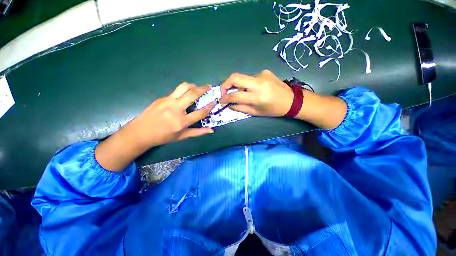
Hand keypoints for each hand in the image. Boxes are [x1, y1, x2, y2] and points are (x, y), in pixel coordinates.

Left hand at [127, 83, 215, 147]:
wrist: (140, 132)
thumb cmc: (163, 137)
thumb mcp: (182, 136)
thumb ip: (198, 132)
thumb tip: (211, 130)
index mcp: (181, 122)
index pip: (200, 112)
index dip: (210, 106)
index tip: (215, 101)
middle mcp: (176, 109)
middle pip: (192, 94)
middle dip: (203, 88)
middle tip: (209, 86)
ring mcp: (168, 101)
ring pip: (183, 87)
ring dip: (193, 85)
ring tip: (198, 87)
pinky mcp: (162, 98)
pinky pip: (176, 91)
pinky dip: (184, 91)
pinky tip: (185, 95)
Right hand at [219, 70, 293, 116]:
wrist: (292, 100)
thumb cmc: (274, 110)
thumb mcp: (256, 113)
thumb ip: (241, 108)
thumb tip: (229, 105)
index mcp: (257, 97)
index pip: (235, 95)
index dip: (225, 98)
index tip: (221, 100)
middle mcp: (258, 83)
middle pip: (235, 77)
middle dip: (225, 84)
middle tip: (224, 92)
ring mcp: (262, 75)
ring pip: (242, 77)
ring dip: (238, 85)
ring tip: (242, 93)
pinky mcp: (265, 71)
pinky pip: (250, 77)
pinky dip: (247, 84)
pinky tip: (254, 89)